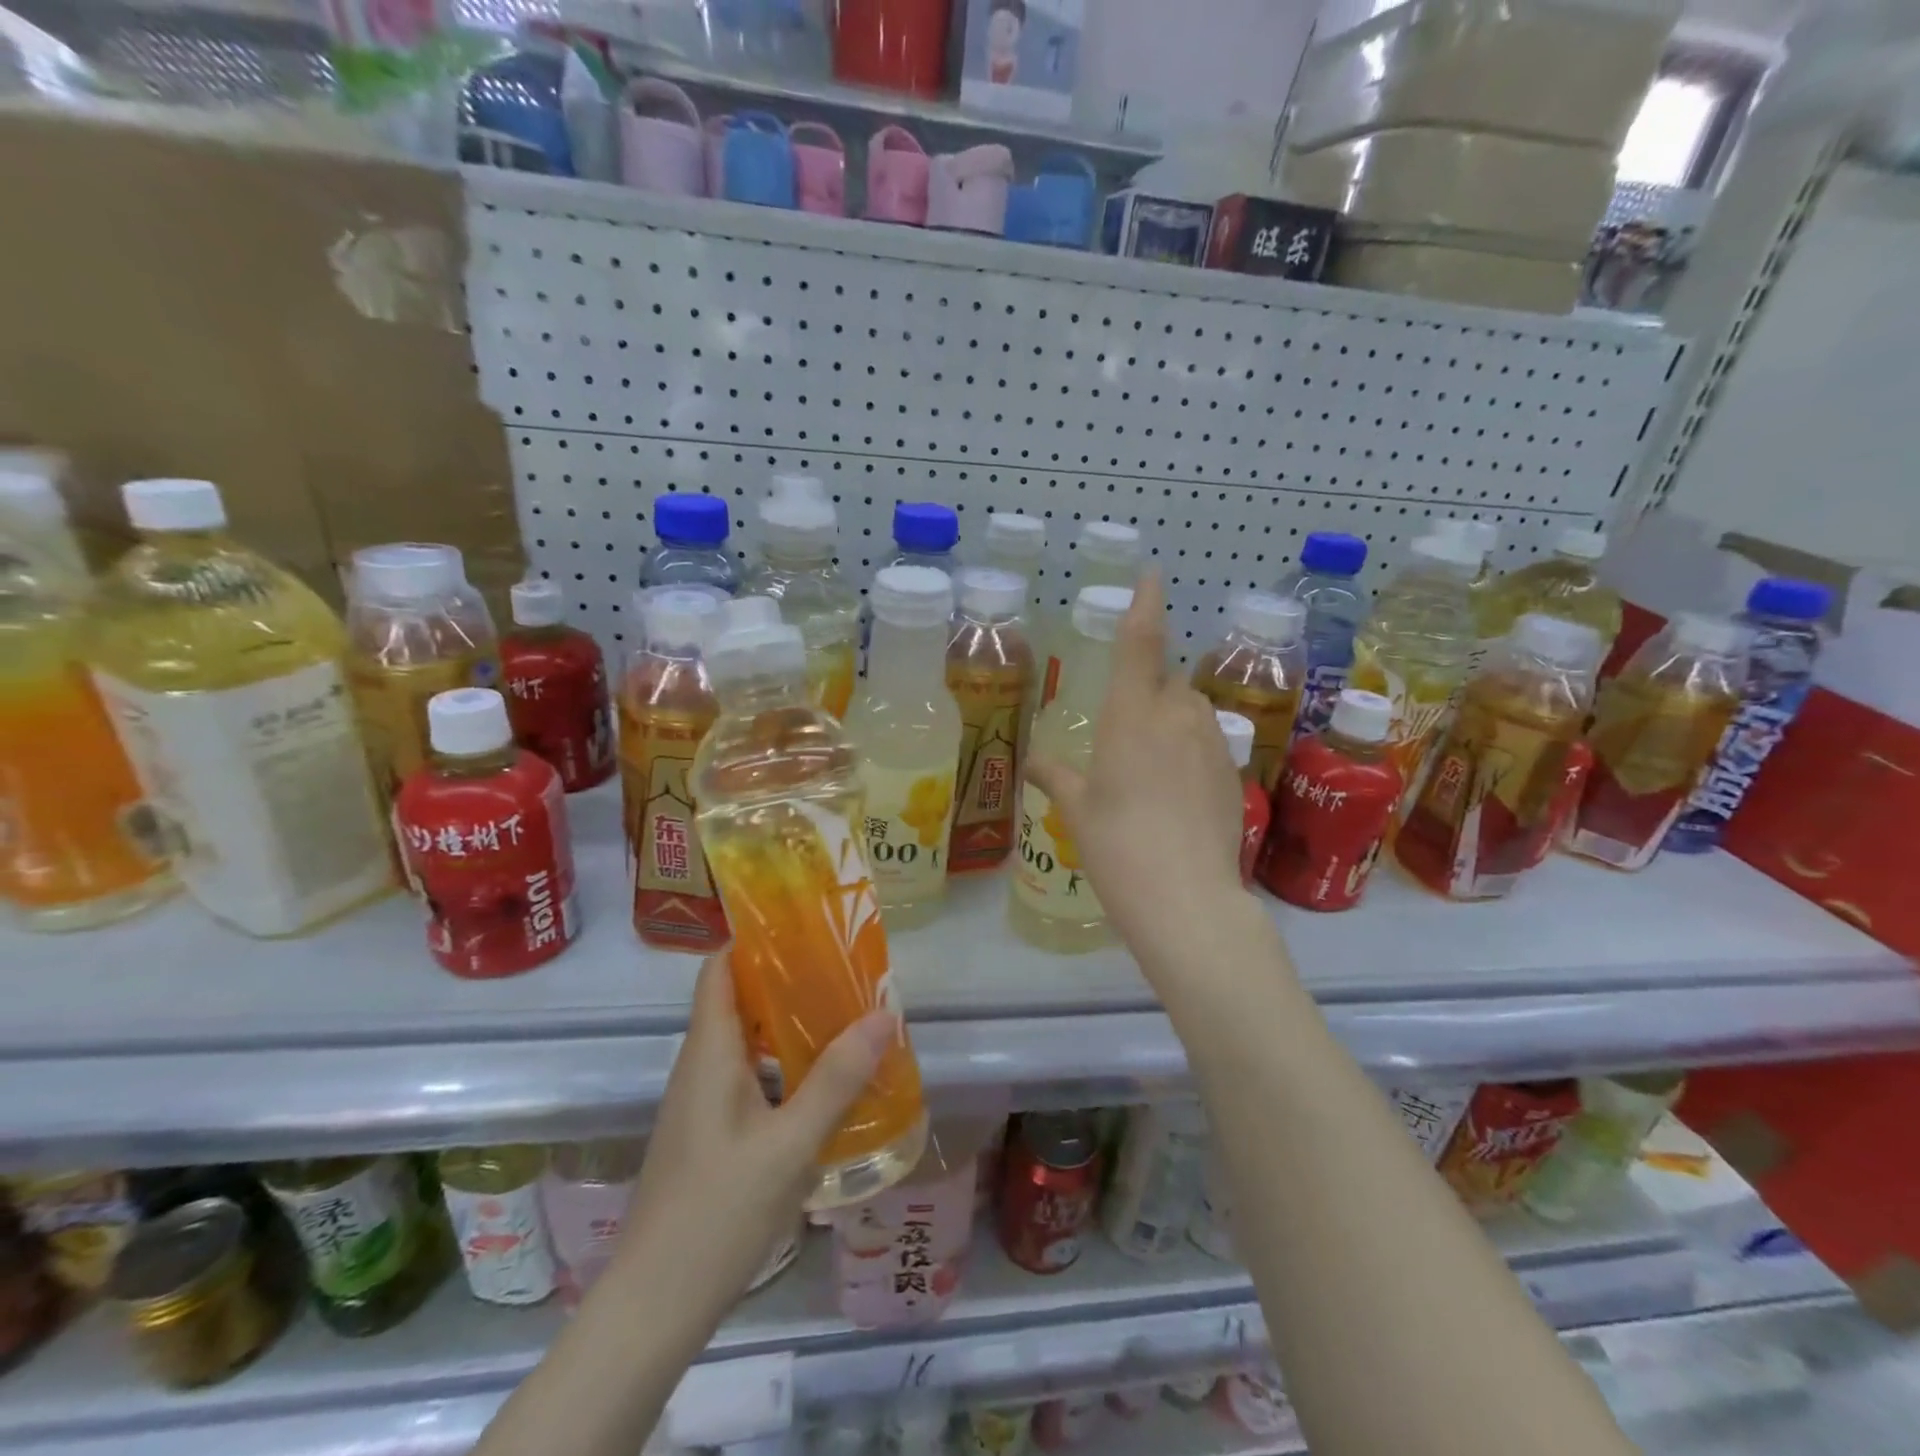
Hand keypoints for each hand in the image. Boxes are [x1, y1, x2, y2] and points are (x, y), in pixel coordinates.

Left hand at [616, 953, 895, 1324]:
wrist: (655, 1305)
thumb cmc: (719, 1211)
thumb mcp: (791, 1143)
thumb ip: (837, 1078)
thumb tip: (883, 1015)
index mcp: (709, 1052)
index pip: (719, 968)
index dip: (754, 938)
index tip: (804, 924)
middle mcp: (699, 1066)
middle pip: (736, 998)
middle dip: (786, 978)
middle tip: (842, 969)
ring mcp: (699, 1102)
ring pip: (744, 1040)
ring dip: (787, 1023)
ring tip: (842, 1016)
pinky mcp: (707, 1133)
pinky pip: (746, 1075)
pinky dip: (780, 1063)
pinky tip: (819, 1082)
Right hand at [1027, 573, 1247, 958]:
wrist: (1186, 898)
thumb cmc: (1116, 846)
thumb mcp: (1078, 810)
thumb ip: (1057, 777)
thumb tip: (1032, 764)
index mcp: (1131, 715)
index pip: (1139, 644)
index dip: (1145, 604)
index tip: (1153, 574)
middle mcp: (1176, 716)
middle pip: (1167, 680)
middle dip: (1150, 690)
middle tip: (1126, 733)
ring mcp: (1212, 742)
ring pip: (1192, 709)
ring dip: (1173, 719)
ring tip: (1151, 767)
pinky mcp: (1233, 770)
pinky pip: (1209, 741)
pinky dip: (1192, 749)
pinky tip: (1177, 792)